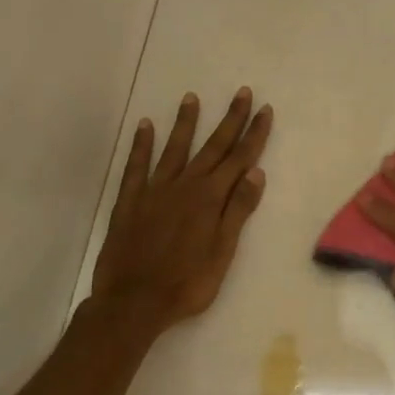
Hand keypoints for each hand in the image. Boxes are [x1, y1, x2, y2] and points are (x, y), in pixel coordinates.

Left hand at [90, 88, 272, 330]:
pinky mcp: (130, 201)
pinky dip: (142, 145)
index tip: (264, 110)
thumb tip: (256, 173)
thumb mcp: (223, 252)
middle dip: (230, 119)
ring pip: (174, 149)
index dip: (254, 134)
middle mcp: (185, 186)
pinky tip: (145, 126)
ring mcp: (155, 191)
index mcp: (210, 199)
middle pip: (212, 147)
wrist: (134, 302)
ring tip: (191, 97)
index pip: (239, 159)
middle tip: (242, 92)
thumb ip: (237, 210)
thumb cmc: (187, 283)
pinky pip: (137, 166)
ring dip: (185, 123)